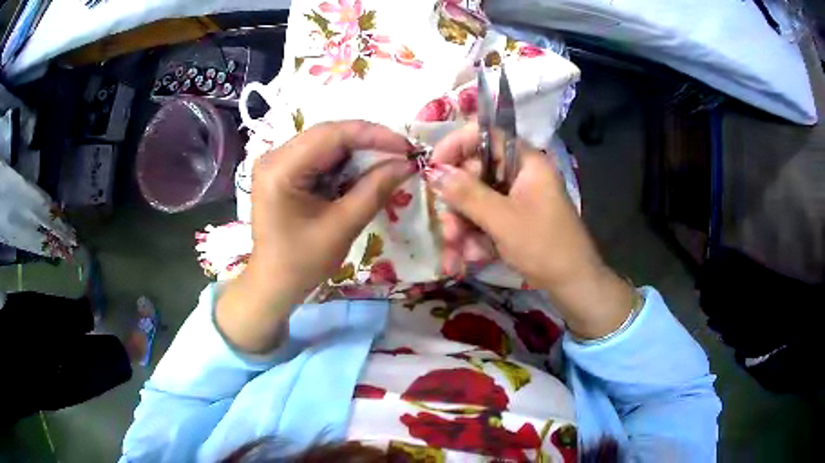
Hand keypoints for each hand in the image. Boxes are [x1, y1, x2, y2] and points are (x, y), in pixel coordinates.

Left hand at [217, 121, 414, 352]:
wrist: (274, 284)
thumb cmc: (302, 262)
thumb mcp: (342, 227)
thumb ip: (375, 190)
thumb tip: (406, 164)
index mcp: (280, 169)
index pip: (332, 135)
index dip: (373, 135)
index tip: (407, 147)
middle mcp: (274, 156)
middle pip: (328, 134)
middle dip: (368, 142)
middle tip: (402, 154)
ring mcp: (276, 162)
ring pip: (326, 142)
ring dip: (358, 151)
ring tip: (388, 161)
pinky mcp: (283, 170)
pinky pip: (319, 156)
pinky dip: (344, 162)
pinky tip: (363, 171)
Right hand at [427, 123, 635, 338]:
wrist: (572, 284)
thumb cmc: (544, 246)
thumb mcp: (502, 220)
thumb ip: (466, 193)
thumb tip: (433, 171)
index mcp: (526, 162)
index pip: (487, 135)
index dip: (457, 145)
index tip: (434, 166)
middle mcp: (521, 174)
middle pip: (476, 172)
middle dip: (457, 202)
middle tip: (448, 228)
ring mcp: (518, 198)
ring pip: (477, 199)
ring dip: (463, 225)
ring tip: (457, 251)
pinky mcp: (515, 219)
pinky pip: (486, 218)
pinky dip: (476, 236)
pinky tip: (473, 257)